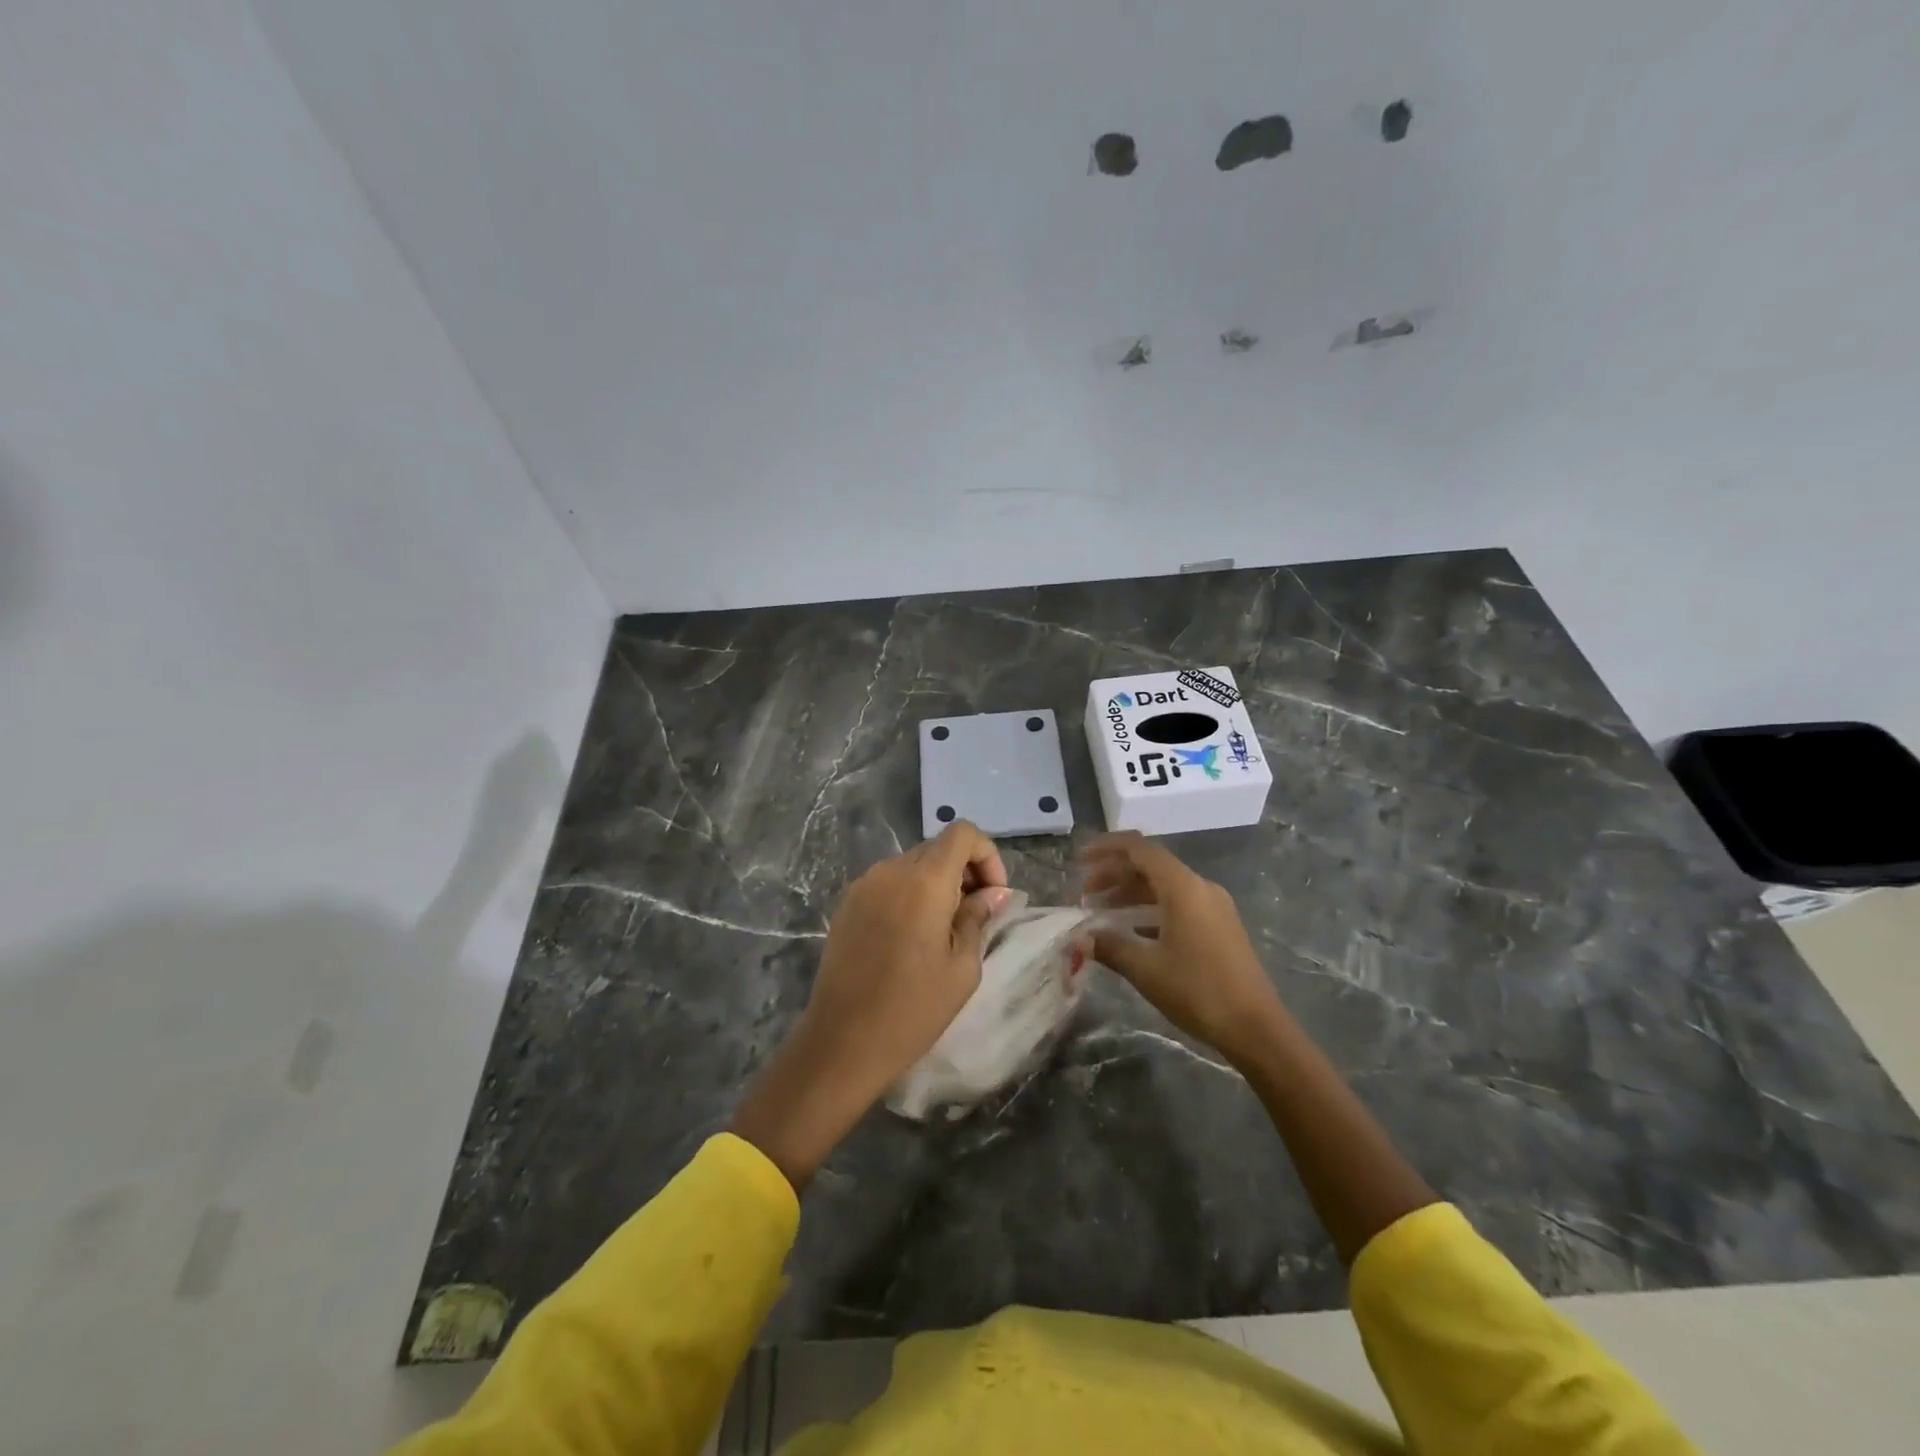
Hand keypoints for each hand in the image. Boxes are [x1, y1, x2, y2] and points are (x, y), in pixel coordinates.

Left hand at [800, 820, 1011, 1101]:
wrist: (842, 1042)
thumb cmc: (913, 1009)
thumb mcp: (962, 967)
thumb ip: (977, 918)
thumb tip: (993, 894)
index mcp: (924, 880)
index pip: (963, 833)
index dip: (987, 855)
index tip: (994, 895)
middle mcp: (890, 870)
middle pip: (937, 848)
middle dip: (965, 872)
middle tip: (976, 915)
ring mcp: (863, 885)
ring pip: (912, 866)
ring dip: (937, 884)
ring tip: (944, 931)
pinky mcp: (846, 904)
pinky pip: (888, 884)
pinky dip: (910, 895)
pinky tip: (911, 938)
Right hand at [1080, 831, 1285, 1069]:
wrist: (1256, 1028)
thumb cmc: (1198, 990)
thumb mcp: (1146, 968)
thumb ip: (1109, 947)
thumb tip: (1078, 939)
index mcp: (1183, 887)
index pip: (1140, 848)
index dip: (1106, 848)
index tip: (1079, 859)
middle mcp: (1200, 887)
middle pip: (1150, 865)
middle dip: (1114, 874)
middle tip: (1083, 893)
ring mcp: (1213, 906)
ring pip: (1164, 885)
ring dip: (1130, 892)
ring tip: (1100, 910)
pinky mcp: (1219, 926)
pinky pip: (1177, 903)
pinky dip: (1150, 908)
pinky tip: (1130, 929)